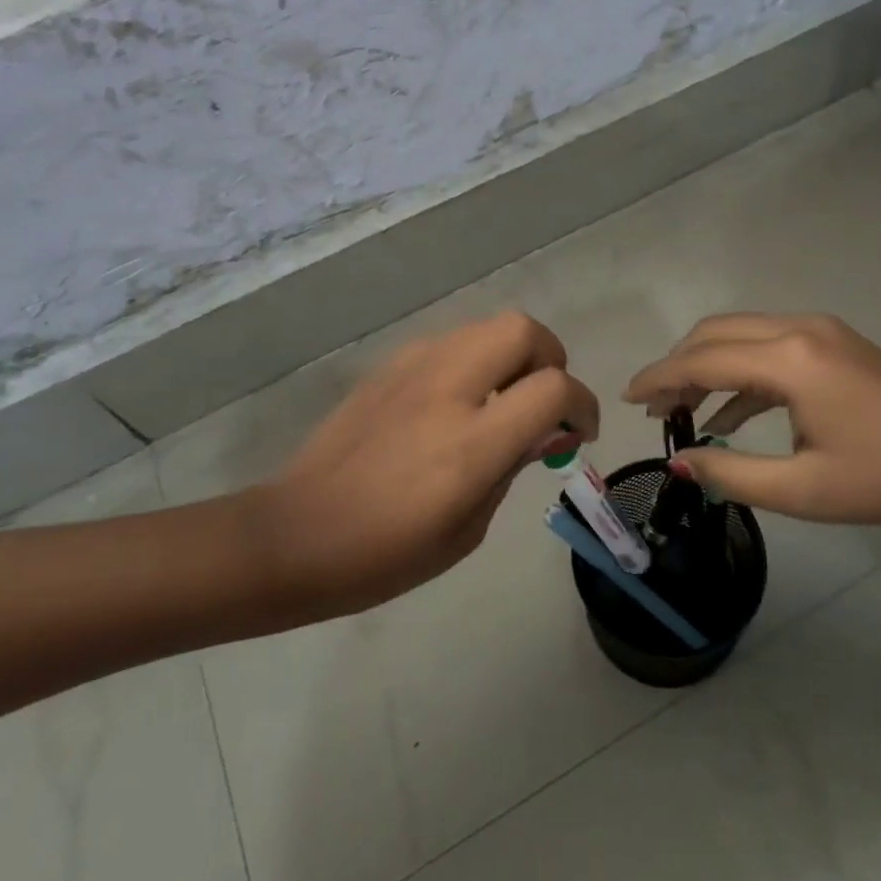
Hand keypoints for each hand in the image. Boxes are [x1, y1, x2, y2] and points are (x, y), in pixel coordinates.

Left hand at [245, 311, 598, 616]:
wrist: (297, 532)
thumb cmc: (386, 553)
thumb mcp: (467, 530)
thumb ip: (512, 468)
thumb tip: (547, 433)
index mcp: (472, 442)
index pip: (553, 389)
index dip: (583, 405)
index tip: (579, 432)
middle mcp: (447, 388)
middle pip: (522, 330)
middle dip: (550, 357)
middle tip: (545, 400)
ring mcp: (414, 368)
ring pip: (485, 327)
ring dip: (510, 355)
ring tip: (501, 400)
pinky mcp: (389, 365)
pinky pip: (449, 342)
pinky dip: (472, 360)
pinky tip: (456, 402)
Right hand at [623, 313, 880, 524]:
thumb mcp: (803, 490)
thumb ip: (731, 473)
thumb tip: (678, 462)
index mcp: (789, 359)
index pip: (702, 359)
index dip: (659, 378)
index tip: (627, 398)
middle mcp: (798, 328)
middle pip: (714, 333)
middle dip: (677, 366)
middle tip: (654, 407)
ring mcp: (819, 330)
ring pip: (739, 335)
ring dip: (706, 366)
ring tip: (681, 410)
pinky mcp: (832, 342)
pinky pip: (767, 347)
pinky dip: (739, 372)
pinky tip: (727, 414)